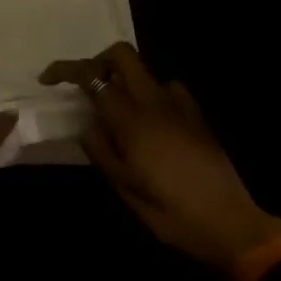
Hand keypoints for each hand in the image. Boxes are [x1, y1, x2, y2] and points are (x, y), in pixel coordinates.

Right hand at [42, 43, 280, 272]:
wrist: (231, 225)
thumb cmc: (171, 212)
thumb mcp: (125, 189)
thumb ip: (101, 150)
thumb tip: (87, 125)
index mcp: (131, 119)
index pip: (92, 77)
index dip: (66, 70)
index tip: (48, 79)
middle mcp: (154, 101)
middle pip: (122, 55)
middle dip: (99, 61)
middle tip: (86, 86)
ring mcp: (180, 105)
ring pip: (145, 72)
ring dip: (126, 80)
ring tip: (118, 111)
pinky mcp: (197, 116)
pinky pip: (168, 90)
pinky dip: (151, 95)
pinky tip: (152, 122)